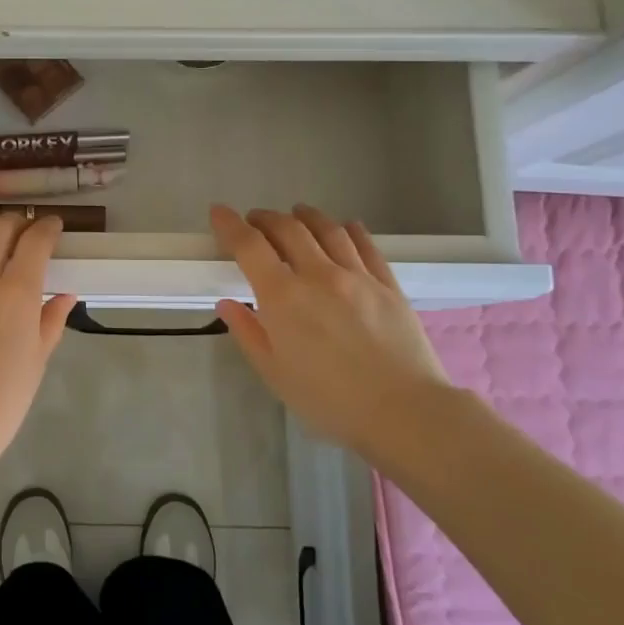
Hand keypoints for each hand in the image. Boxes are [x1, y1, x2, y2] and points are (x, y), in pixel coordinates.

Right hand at [210, 204, 453, 465]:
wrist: (404, 412)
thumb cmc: (330, 400)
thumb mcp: (275, 374)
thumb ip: (248, 333)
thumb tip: (227, 304)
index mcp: (283, 297)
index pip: (249, 246)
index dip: (230, 225)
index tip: (219, 213)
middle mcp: (318, 275)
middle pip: (288, 228)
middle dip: (265, 218)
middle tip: (254, 220)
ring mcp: (357, 276)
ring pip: (327, 229)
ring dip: (305, 216)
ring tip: (296, 213)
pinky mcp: (388, 284)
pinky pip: (365, 245)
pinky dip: (349, 230)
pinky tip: (345, 227)